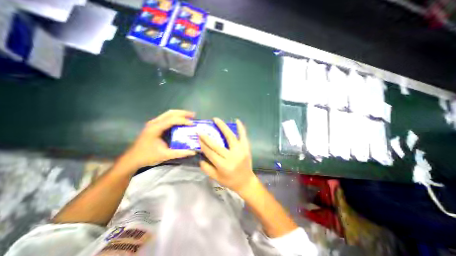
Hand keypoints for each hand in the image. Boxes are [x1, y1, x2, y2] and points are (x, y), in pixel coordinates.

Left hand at [116, 110, 194, 173]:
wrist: (132, 159)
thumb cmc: (147, 156)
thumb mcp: (165, 155)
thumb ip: (180, 153)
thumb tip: (193, 152)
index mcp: (155, 128)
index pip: (172, 120)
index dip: (183, 121)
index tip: (192, 124)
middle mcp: (154, 122)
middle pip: (170, 113)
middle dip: (183, 113)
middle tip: (193, 115)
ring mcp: (153, 123)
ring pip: (168, 113)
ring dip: (179, 114)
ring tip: (189, 116)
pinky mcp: (154, 125)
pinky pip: (166, 117)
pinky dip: (175, 117)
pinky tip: (180, 121)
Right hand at [199, 118, 257, 193]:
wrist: (246, 182)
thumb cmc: (230, 181)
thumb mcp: (216, 178)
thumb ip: (207, 168)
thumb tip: (200, 158)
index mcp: (223, 165)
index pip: (210, 153)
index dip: (203, 145)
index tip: (198, 137)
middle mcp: (231, 157)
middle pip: (217, 145)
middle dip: (207, 137)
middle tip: (201, 130)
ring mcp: (240, 151)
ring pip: (230, 137)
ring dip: (222, 127)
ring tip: (216, 119)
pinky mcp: (246, 148)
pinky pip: (243, 136)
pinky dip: (241, 128)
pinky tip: (237, 120)